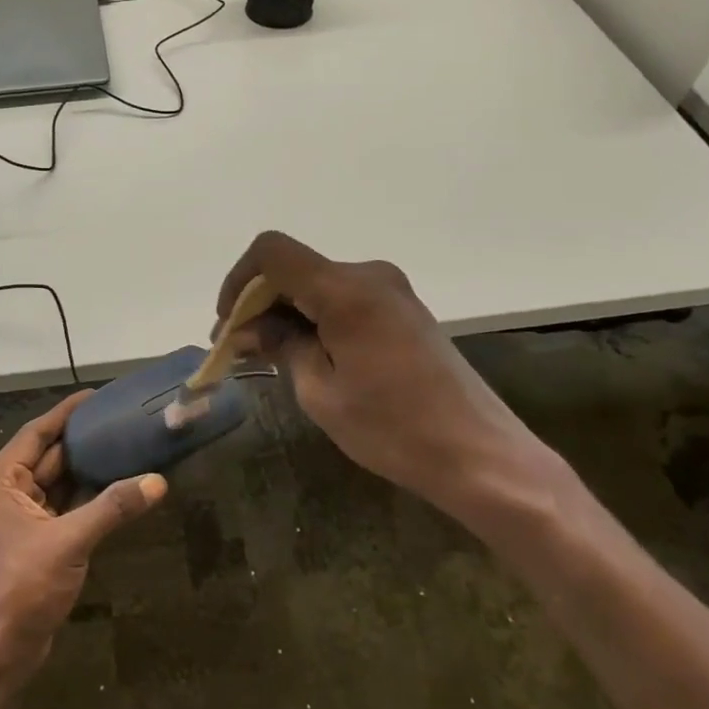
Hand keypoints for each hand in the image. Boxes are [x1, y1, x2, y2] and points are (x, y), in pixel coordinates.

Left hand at [0, 392, 166, 692]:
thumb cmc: (20, 588)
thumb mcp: (68, 542)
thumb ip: (112, 508)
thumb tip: (157, 481)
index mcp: (0, 483)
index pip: (36, 434)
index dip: (65, 413)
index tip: (96, 396)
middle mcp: (6, 495)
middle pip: (49, 457)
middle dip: (82, 440)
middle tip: (120, 420)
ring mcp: (21, 522)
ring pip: (58, 485)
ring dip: (87, 470)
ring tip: (125, 447)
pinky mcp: (36, 545)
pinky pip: (64, 509)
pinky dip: (87, 499)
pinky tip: (117, 489)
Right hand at [216, 231, 579, 534]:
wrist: (480, 455)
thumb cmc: (393, 428)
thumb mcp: (320, 391)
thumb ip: (281, 345)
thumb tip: (250, 328)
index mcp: (346, 290)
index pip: (272, 253)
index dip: (239, 280)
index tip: (228, 324)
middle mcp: (369, 276)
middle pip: (294, 268)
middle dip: (259, 302)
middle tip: (238, 349)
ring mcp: (391, 291)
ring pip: (317, 284)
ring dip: (286, 312)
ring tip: (267, 357)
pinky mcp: (402, 310)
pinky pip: (343, 299)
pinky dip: (315, 318)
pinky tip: (306, 354)